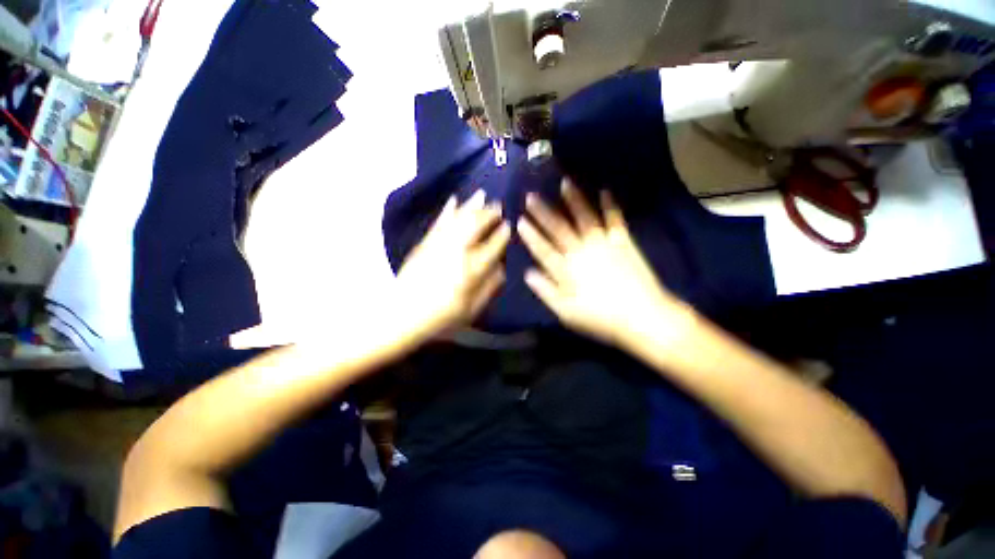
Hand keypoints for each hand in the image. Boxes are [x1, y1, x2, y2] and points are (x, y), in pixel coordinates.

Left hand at [397, 190, 510, 337]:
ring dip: (472, 205)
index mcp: (471, 270)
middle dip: (489, 214)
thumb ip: (489, 288)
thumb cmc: (440, 317)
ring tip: (482, 195)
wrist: (401, 315)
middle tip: (498, 206)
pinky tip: (454, 199)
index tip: (509, 225)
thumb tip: (501, 267)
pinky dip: (447, 209)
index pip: (492, 245)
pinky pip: (439, 222)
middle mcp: (457, 252)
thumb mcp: (471, 310)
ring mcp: (438, 245)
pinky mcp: (424, 243)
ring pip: (459, 219)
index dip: (502, 234)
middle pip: (476, 225)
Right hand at [518, 179, 691, 346]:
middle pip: (559, 228)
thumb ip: (546, 291)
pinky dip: (610, 205)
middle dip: (543, 212)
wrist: (643, 317)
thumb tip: (528, 273)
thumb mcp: (567, 313)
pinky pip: (615, 219)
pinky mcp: (623, 242)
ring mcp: (603, 243)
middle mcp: (581, 251)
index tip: (520, 220)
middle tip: (531, 195)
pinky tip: (605, 190)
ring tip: (564, 182)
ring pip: (584, 218)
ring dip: (574, 200)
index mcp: (567, 270)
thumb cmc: (601, 318)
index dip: (530, 235)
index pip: (543, 249)